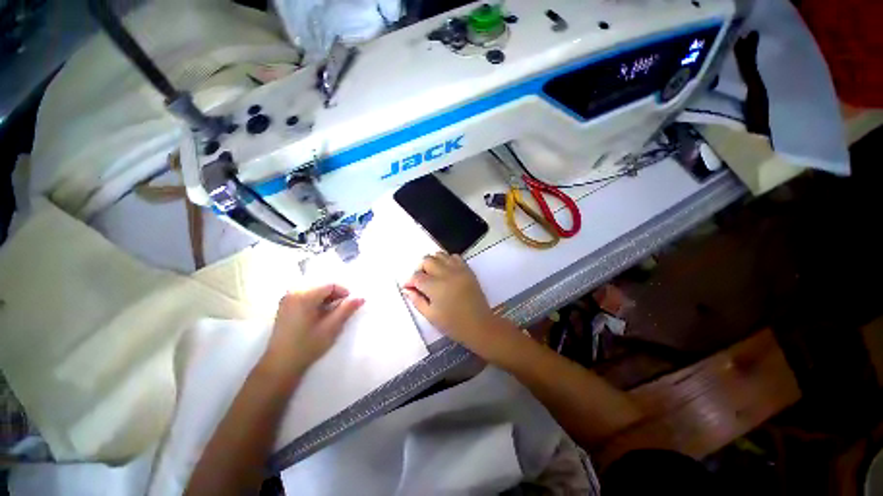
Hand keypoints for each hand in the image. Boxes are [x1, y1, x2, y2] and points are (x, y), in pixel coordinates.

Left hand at [262, 284, 363, 376]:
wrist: (280, 365)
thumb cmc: (307, 346)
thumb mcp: (331, 328)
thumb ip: (346, 309)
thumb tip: (361, 297)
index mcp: (304, 296)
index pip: (330, 285)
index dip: (344, 293)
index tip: (350, 305)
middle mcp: (293, 293)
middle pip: (321, 287)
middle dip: (335, 297)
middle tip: (342, 311)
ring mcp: (287, 299)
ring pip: (314, 292)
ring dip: (326, 300)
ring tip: (331, 315)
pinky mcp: (284, 307)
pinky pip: (305, 297)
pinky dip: (316, 303)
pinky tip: (319, 316)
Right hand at [403, 252, 512, 356]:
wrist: (479, 325)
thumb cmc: (453, 324)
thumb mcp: (430, 315)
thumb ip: (417, 300)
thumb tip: (407, 289)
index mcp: (435, 286)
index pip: (417, 276)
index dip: (410, 282)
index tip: (410, 288)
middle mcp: (446, 273)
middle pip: (427, 260)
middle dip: (420, 269)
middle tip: (422, 281)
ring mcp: (458, 269)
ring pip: (440, 255)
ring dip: (433, 263)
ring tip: (434, 275)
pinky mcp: (467, 270)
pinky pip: (454, 257)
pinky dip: (447, 261)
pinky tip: (447, 272)